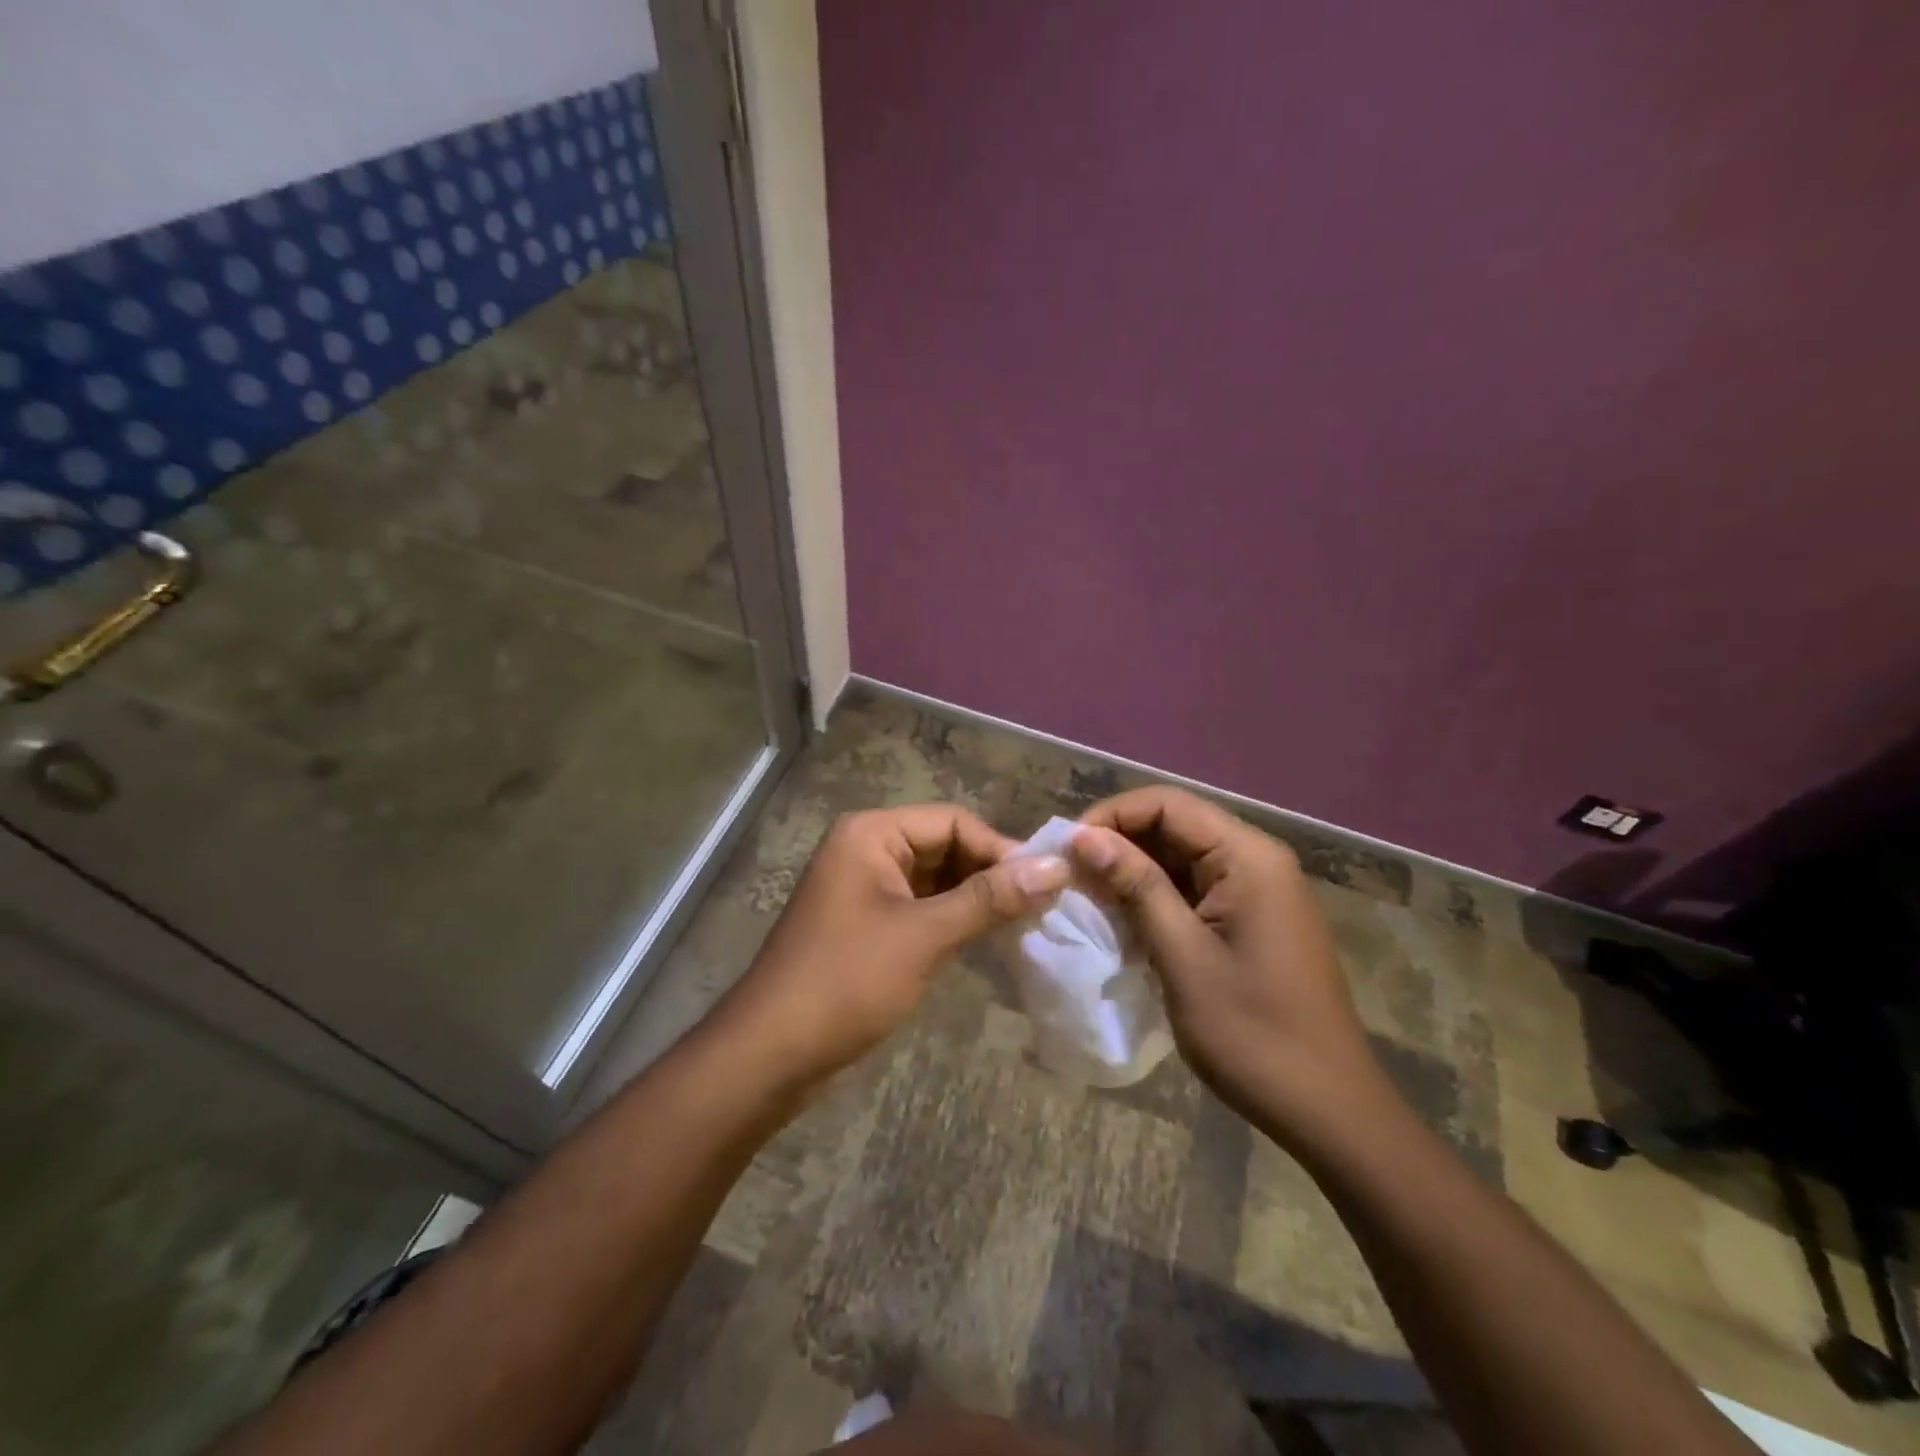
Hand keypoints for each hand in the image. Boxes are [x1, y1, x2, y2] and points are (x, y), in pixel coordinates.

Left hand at [714, 805, 1069, 1087]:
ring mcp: (864, 889)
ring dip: (975, 899)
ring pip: (935, 880)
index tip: (1047, 884)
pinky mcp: (866, 924)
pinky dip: (952, 920)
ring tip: (1023, 925)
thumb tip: (1057, 867)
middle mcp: (866, 849)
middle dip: (989, 874)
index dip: (1001, 849)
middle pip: (944, 846)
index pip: (953, 821)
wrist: (771, 1054)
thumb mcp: (925, 935)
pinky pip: (920, 907)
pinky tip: (985, 941)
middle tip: (1040, 908)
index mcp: (872, 834)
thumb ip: (990, 898)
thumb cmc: (847, 981)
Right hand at [1070, 787, 1390, 1143]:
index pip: (1167, 804)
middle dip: (1119, 844)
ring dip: (1134, 872)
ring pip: (1181, 857)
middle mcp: (1256, 860)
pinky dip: (1157, 897)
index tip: (1067, 851)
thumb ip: (1136, 886)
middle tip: (1071, 877)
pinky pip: (1195, 887)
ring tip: (1089, 899)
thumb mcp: (1182, 956)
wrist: (1328, 1110)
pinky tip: (1125, 922)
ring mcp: (1258, 890)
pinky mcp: (1252, 919)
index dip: (1111, 817)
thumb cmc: (1253, 1033)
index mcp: (1248, 857)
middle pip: (1175, 825)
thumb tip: (1084, 836)